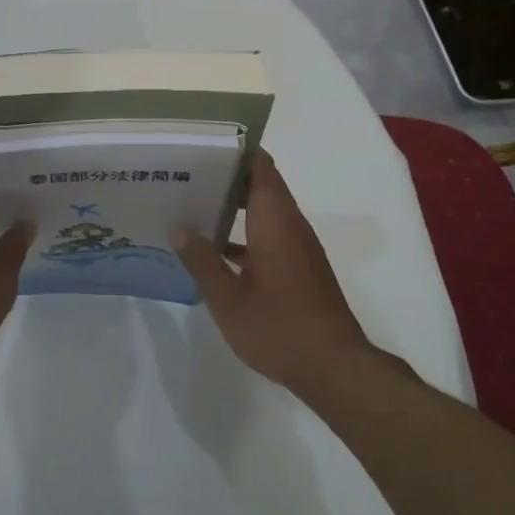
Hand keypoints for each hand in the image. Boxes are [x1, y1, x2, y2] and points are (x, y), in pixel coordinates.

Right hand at [174, 151, 373, 393]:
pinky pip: (271, 234)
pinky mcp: (301, 267)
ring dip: (236, 206)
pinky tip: (217, 251)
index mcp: (275, 221)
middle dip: (228, 176)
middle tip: (188, 175)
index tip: (205, 146)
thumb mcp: (228, 299)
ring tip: (194, 206)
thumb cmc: (279, 327)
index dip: (236, 150)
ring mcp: (299, 247)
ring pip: (266, 210)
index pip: (261, 166)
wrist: (335, 368)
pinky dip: (247, 233)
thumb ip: (202, 261)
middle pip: (262, 184)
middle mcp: (291, 225)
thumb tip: (179, 228)